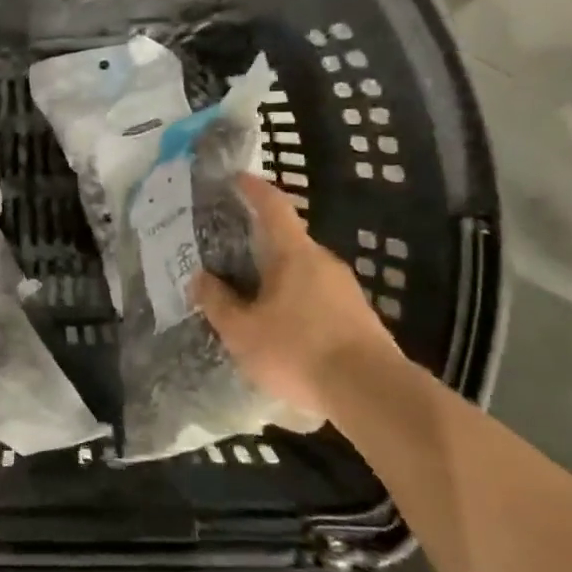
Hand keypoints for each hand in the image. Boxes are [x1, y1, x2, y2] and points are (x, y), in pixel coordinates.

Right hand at [191, 173, 398, 422]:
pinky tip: (281, 328)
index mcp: (293, 253)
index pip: (273, 206)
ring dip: (277, 278)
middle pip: (287, 241)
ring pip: (303, 272)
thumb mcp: (242, 332)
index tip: (236, 178)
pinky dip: (295, 302)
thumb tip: (199, 278)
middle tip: (229, 254)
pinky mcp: (359, 318)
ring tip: (250, 297)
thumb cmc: (298, 350)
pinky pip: (317, 297)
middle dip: (258, 244)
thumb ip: (217, 303)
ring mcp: (346, 290)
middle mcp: (323, 262)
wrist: (372, 394)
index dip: (253, 189)